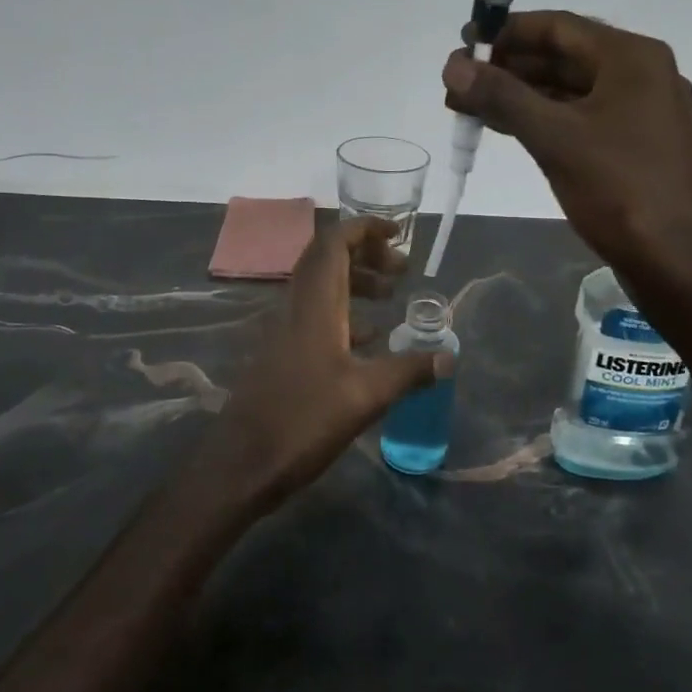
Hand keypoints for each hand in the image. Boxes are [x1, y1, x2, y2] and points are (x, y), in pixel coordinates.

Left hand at [209, 217, 449, 505]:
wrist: (242, 463)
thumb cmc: (303, 421)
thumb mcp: (366, 397)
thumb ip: (408, 371)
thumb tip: (448, 357)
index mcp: (315, 304)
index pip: (334, 242)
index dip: (365, 228)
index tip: (398, 234)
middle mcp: (296, 306)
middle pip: (328, 258)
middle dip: (366, 253)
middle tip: (401, 270)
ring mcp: (284, 329)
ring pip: (321, 286)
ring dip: (356, 282)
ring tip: (391, 297)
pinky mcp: (281, 352)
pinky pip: (315, 314)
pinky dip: (344, 312)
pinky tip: (368, 338)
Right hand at [442, 10, 691, 277]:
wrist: (682, 262)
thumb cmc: (622, 190)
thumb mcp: (555, 138)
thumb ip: (502, 97)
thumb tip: (452, 65)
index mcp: (631, 57)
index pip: (557, 26)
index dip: (504, 33)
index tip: (461, 44)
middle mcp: (640, 75)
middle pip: (562, 56)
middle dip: (506, 68)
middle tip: (457, 83)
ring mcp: (640, 112)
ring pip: (569, 90)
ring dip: (519, 95)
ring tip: (468, 106)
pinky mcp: (634, 146)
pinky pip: (580, 117)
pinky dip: (542, 118)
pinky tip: (505, 127)